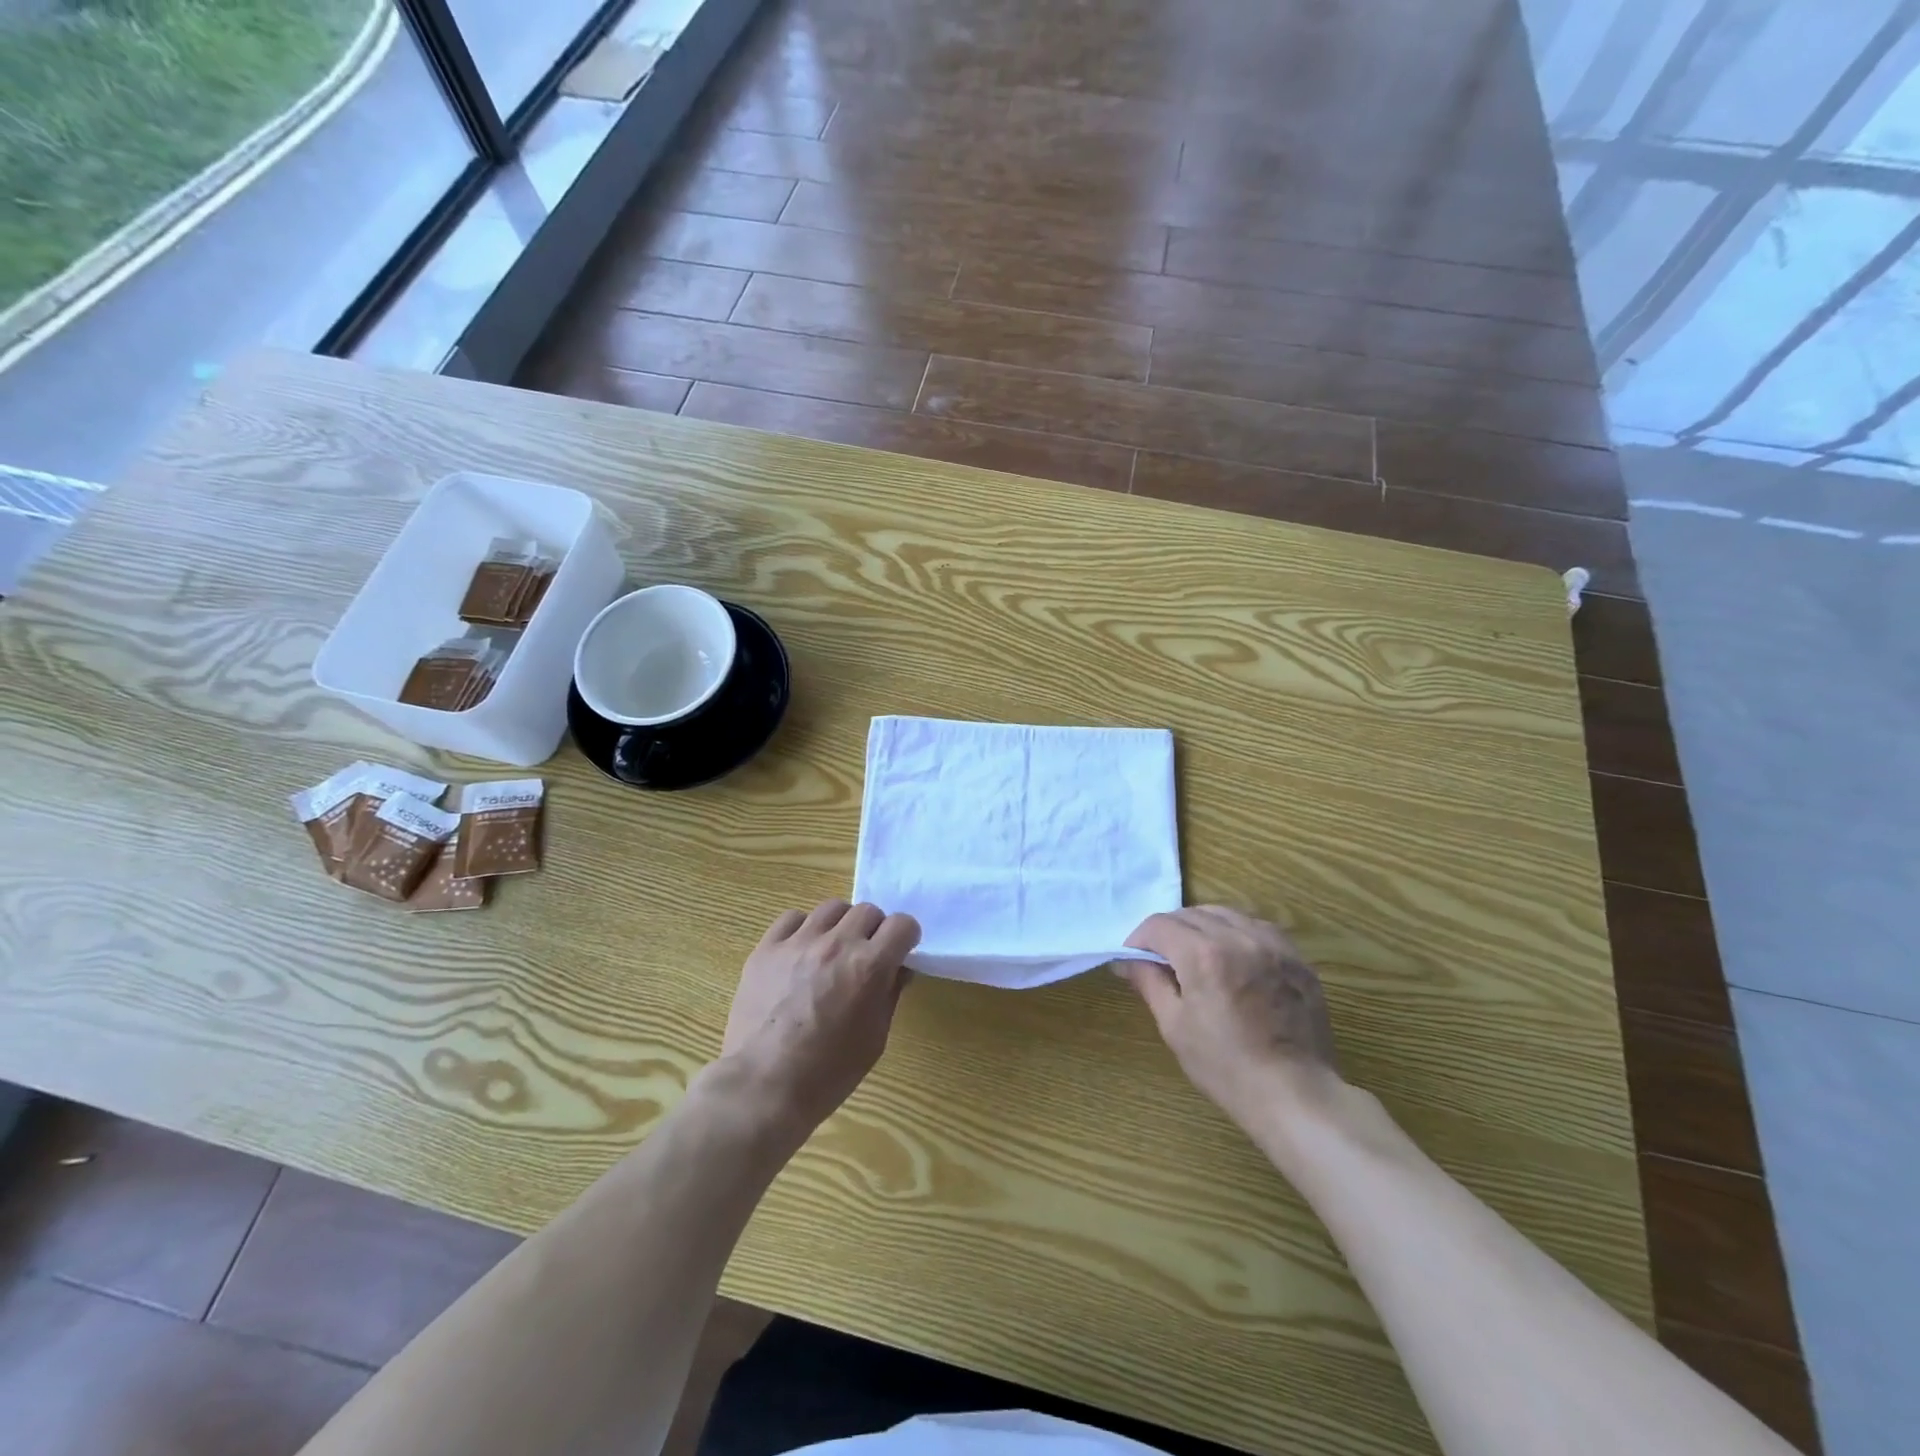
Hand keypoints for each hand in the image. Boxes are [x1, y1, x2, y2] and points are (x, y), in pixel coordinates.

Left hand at [720, 900, 919, 1134]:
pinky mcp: (767, 948)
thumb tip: (898, 969)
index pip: (903, 924)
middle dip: (874, 930)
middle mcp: (837, 944)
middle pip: (868, 911)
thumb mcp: (875, 1038)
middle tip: (866, 954)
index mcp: (869, 966)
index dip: (906, 937)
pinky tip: (801, 951)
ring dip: (841, 925)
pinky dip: (803, 928)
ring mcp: (798, 942)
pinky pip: (792, 918)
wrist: (764, 1086)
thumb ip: (889, 994)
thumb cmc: (829, 1072)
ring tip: (833, 950)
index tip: (900, 951)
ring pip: (831, 908)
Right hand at [1121, 906, 1341, 1131]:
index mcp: (1203, 954)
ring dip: (1202, 927)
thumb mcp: (1175, 1026)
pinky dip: (1236, 932)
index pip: (1159, 925)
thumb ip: (1149, 982)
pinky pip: (1257, 927)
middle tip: (1162, 960)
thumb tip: (1126, 961)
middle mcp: (1238, 937)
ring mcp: (1272, 945)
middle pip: (1191, 914)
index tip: (1134, 959)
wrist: (1296, 1095)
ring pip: (1225, 914)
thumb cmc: (1226, 1066)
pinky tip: (1234, 957)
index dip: (1139, 939)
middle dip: (1168, 932)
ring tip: (1197, 955)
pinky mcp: (1296, 958)